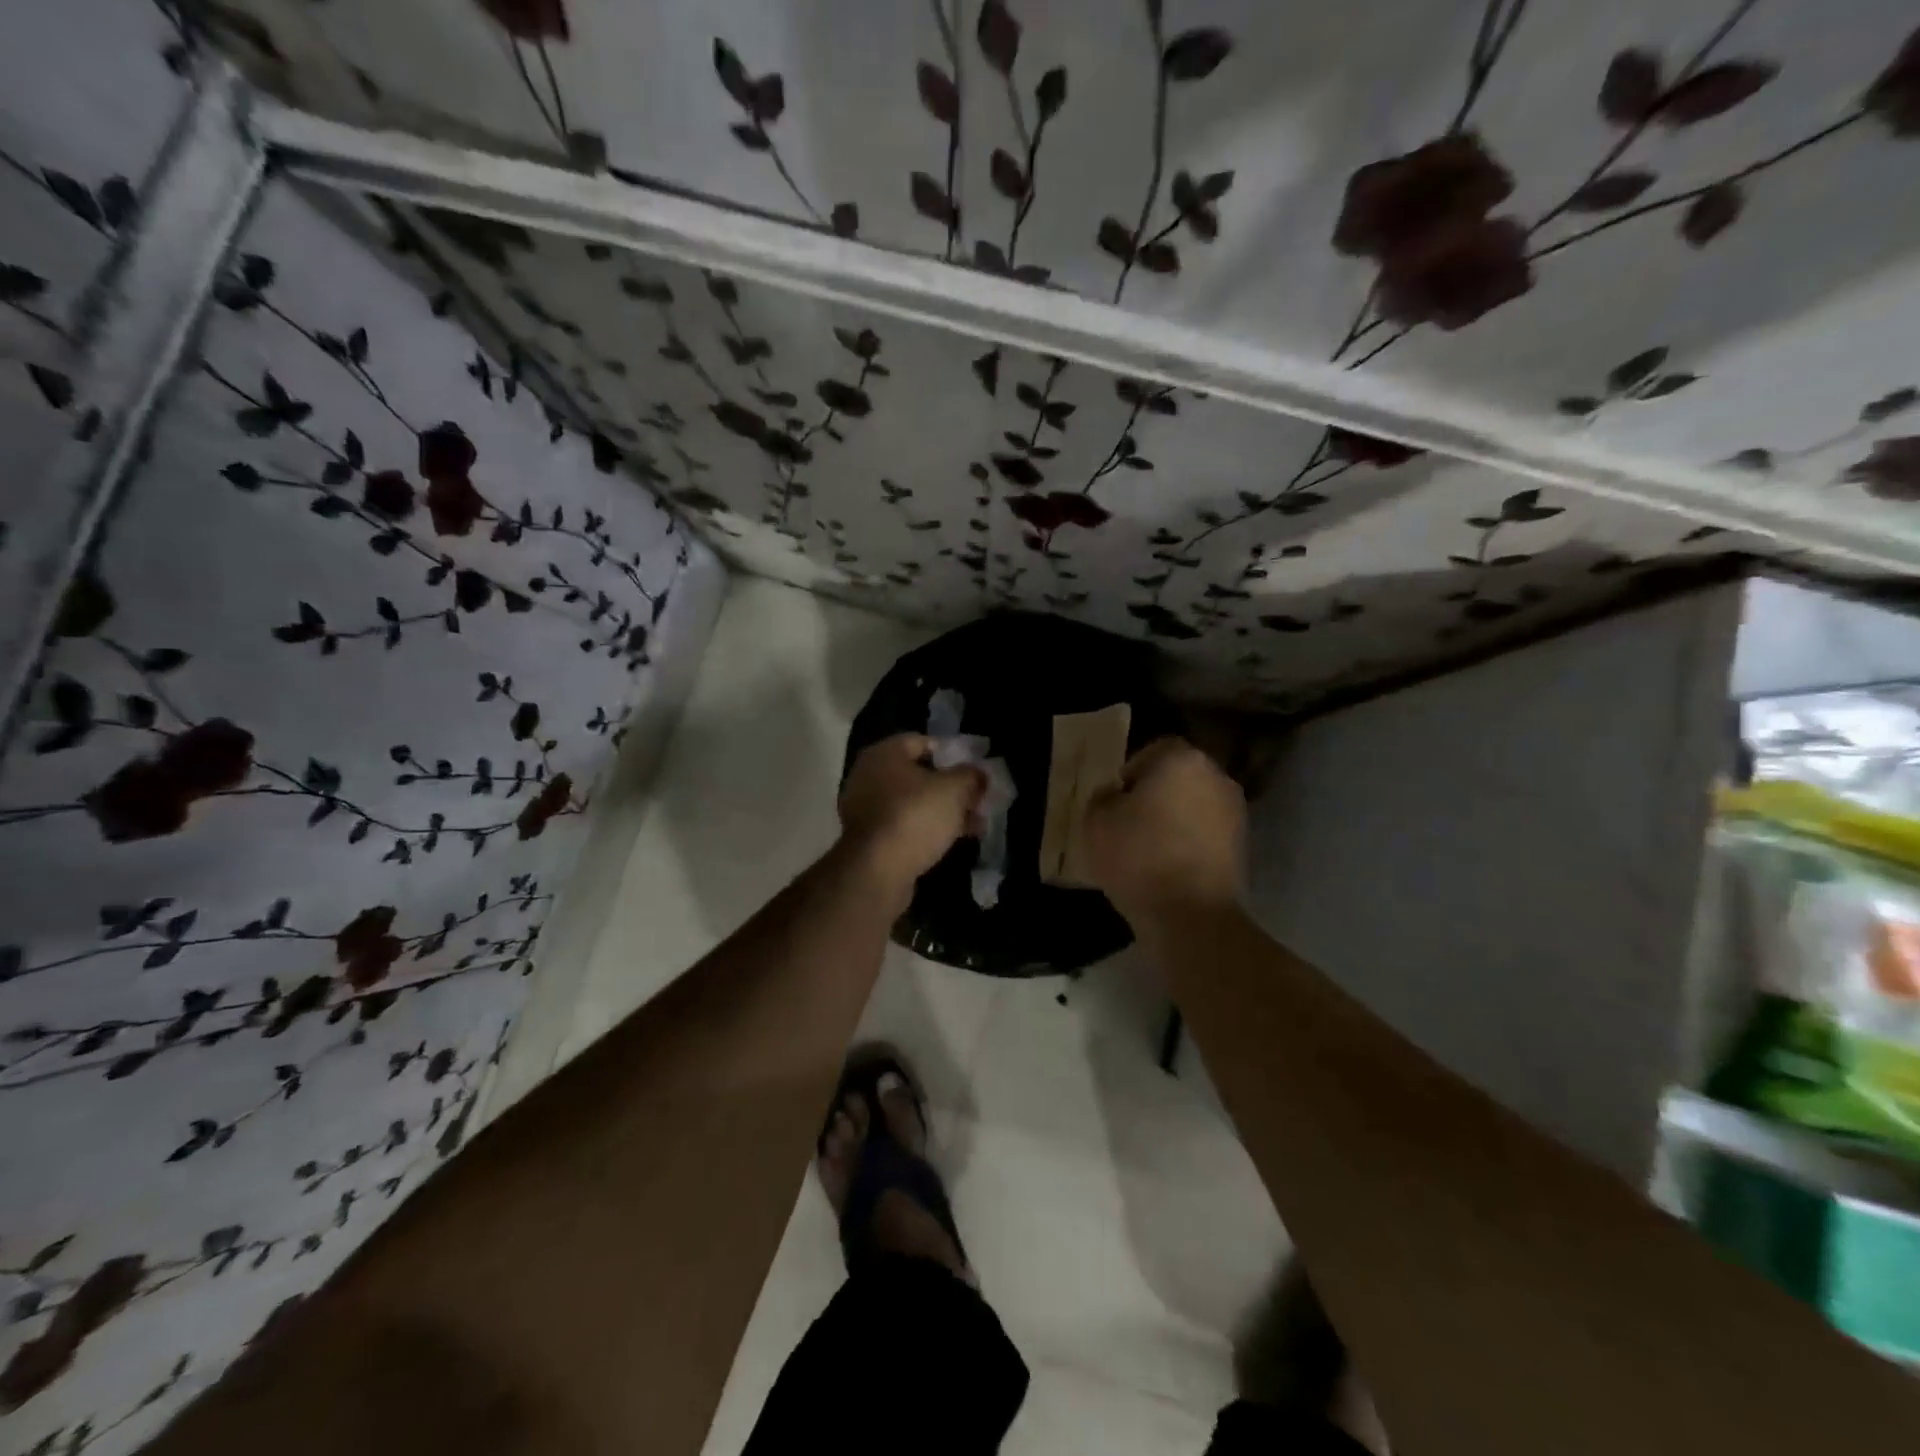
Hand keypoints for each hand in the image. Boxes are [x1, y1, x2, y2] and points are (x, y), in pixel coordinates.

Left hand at [838, 734, 983, 900]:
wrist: (878, 870)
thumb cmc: (916, 816)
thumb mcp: (954, 790)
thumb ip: (971, 775)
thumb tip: (979, 773)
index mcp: (884, 754)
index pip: (922, 741)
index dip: (952, 752)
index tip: (974, 768)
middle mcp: (869, 775)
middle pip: (918, 774)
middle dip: (950, 787)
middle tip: (977, 798)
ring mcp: (865, 808)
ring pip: (913, 802)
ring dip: (942, 811)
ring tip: (974, 823)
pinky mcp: (869, 838)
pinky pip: (905, 825)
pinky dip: (927, 829)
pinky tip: (953, 840)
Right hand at [1082, 737, 1244, 925]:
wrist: (1191, 915)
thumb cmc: (1138, 856)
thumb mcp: (1096, 821)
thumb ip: (1103, 797)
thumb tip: (1116, 795)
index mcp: (1181, 760)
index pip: (1154, 751)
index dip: (1131, 773)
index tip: (1116, 802)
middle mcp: (1216, 777)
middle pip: (1178, 777)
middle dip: (1156, 795)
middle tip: (1129, 823)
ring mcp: (1235, 813)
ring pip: (1194, 806)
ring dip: (1175, 819)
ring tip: (1149, 849)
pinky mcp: (1243, 847)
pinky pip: (1206, 833)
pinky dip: (1190, 842)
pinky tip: (1169, 866)